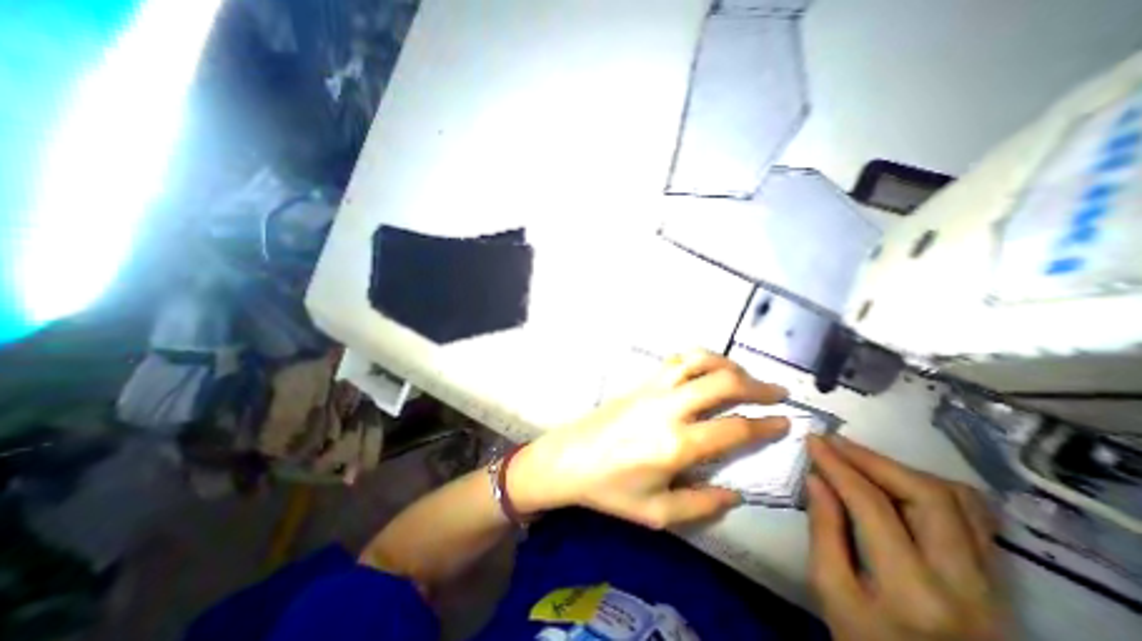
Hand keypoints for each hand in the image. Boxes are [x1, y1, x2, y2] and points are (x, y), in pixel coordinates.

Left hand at [513, 353, 789, 527]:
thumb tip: (735, 493)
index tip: (787, 422)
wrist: (569, 458)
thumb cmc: (610, 489)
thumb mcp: (657, 513)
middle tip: (777, 392)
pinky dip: (699, 359)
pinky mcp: (640, 382)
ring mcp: (653, 389)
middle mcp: (669, 408)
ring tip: (744, 375)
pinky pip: (675, 361)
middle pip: (722, 383)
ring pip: (697, 361)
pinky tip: (707, 368)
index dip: (766, 424)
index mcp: (677, 444)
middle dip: (757, 385)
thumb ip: (701, 505)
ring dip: (727, 364)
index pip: (734, 428)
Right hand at [806, 437, 1000, 640]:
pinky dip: (931, 487)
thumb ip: (823, 530)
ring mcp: (994, 583)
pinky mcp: (999, 581)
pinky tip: (898, 482)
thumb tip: (816, 478)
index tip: (813, 440)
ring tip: (861, 460)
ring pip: (959, 500)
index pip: (873, 504)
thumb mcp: (831, 591)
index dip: (838, 465)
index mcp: (913, 591)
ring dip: (902, 469)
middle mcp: (966, 583)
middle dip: (873, 459)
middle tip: (835, 444)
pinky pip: (974, 517)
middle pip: (927, 495)